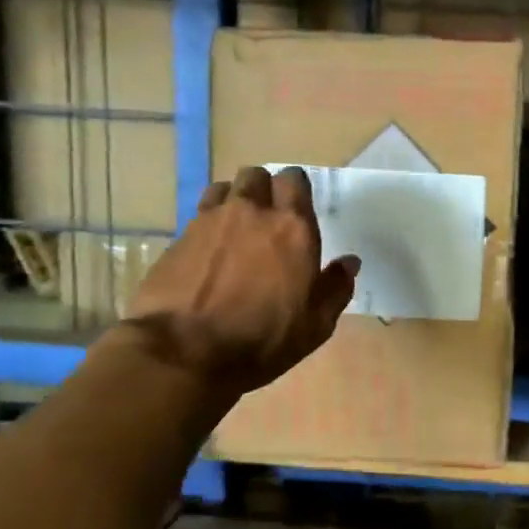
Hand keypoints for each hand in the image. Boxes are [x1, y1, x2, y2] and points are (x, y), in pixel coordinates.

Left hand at [116, 166, 359, 394]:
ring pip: (224, 188)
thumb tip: (350, 262)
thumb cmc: (261, 341)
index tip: (298, 208)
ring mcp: (210, 221)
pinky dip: (208, 225)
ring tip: (236, 227)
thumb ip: (336, 288)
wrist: (183, 353)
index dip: (296, 189)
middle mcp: (251, 213)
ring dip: (234, 200)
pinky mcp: (178, 238)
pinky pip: (198, 215)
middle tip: (268, 217)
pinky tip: (209, 252)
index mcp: (292, 228)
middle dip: (264, 189)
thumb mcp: (315, 326)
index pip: (295, 180)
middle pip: (257, 175)